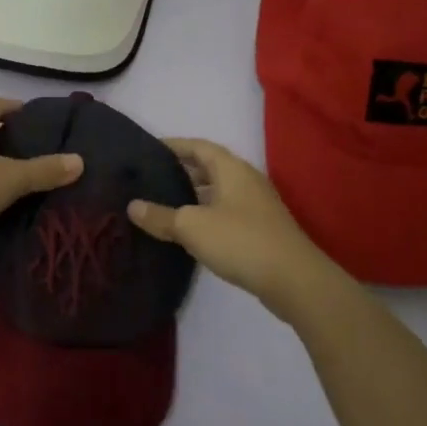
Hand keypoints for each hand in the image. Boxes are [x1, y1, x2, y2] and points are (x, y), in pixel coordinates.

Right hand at [127, 138, 349, 322]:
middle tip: (149, 177)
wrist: (294, 280)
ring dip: (193, 194)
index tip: (148, 149)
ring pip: (218, 191)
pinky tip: (188, 230)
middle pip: (209, 167)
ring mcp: (256, 206)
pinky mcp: (260, 229)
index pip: (198, 146)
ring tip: (163, 202)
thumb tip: (132, 206)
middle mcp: (246, 180)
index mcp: (231, 169)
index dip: (174, 145)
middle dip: (181, 170)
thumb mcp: (192, 226)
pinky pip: (226, 212)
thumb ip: (161, 216)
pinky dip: (205, 213)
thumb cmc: (240, 241)